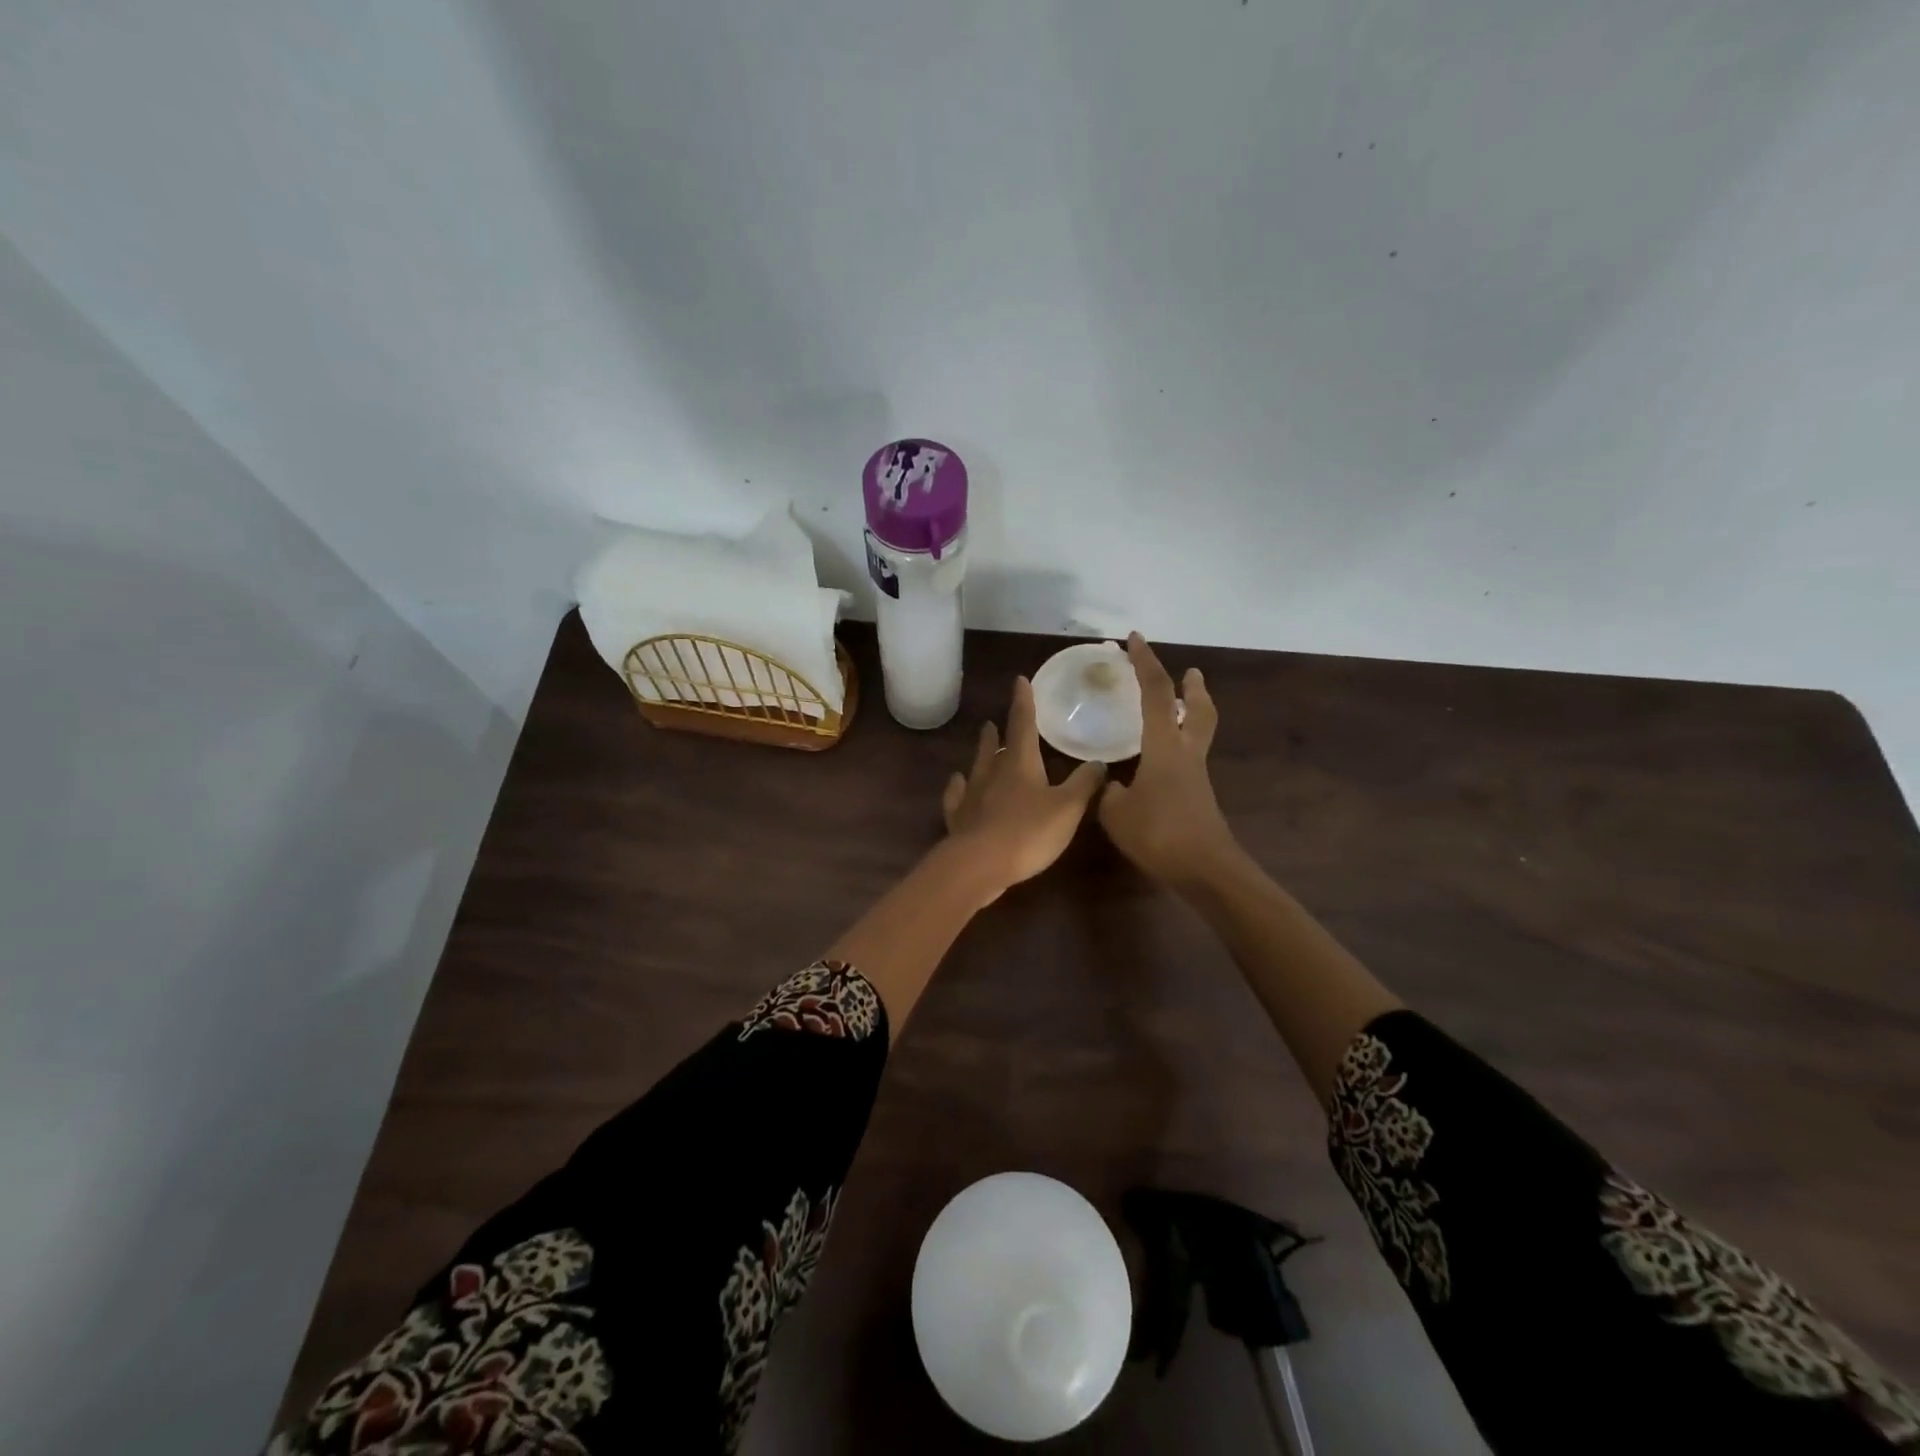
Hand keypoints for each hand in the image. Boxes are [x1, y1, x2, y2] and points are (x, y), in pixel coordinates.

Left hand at [941, 676, 1106, 903]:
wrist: (979, 864)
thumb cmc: (1029, 832)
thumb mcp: (1068, 808)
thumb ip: (1084, 784)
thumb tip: (1099, 763)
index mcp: (1020, 763)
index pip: (1023, 723)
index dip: (1024, 702)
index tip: (1020, 681)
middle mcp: (992, 772)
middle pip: (995, 745)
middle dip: (998, 731)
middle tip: (993, 721)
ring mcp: (972, 795)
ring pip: (976, 767)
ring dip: (981, 753)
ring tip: (982, 742)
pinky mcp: (959, 819)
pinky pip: (957, 796)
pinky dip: (958, 787)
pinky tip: (957, 783)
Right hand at [1097, 633, 1235, 886]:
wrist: (1205, 869)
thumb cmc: (1159, 834)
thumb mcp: (1116, 813)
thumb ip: (1109, 792)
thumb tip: (1113, 785)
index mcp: (1164, 746)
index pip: (1154, 692)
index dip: (1145, 662)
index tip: (1134, 640)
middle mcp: (1186, 753)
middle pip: (1197, 710)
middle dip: (1192, 688)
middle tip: (1192, 673)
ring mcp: (1196, 775)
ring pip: (1198, 733)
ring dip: (1191, 715)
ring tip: (1177, 710)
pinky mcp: (1198, 796)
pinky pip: (1189, 758)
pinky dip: (1179, 746)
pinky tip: (1159, 762)